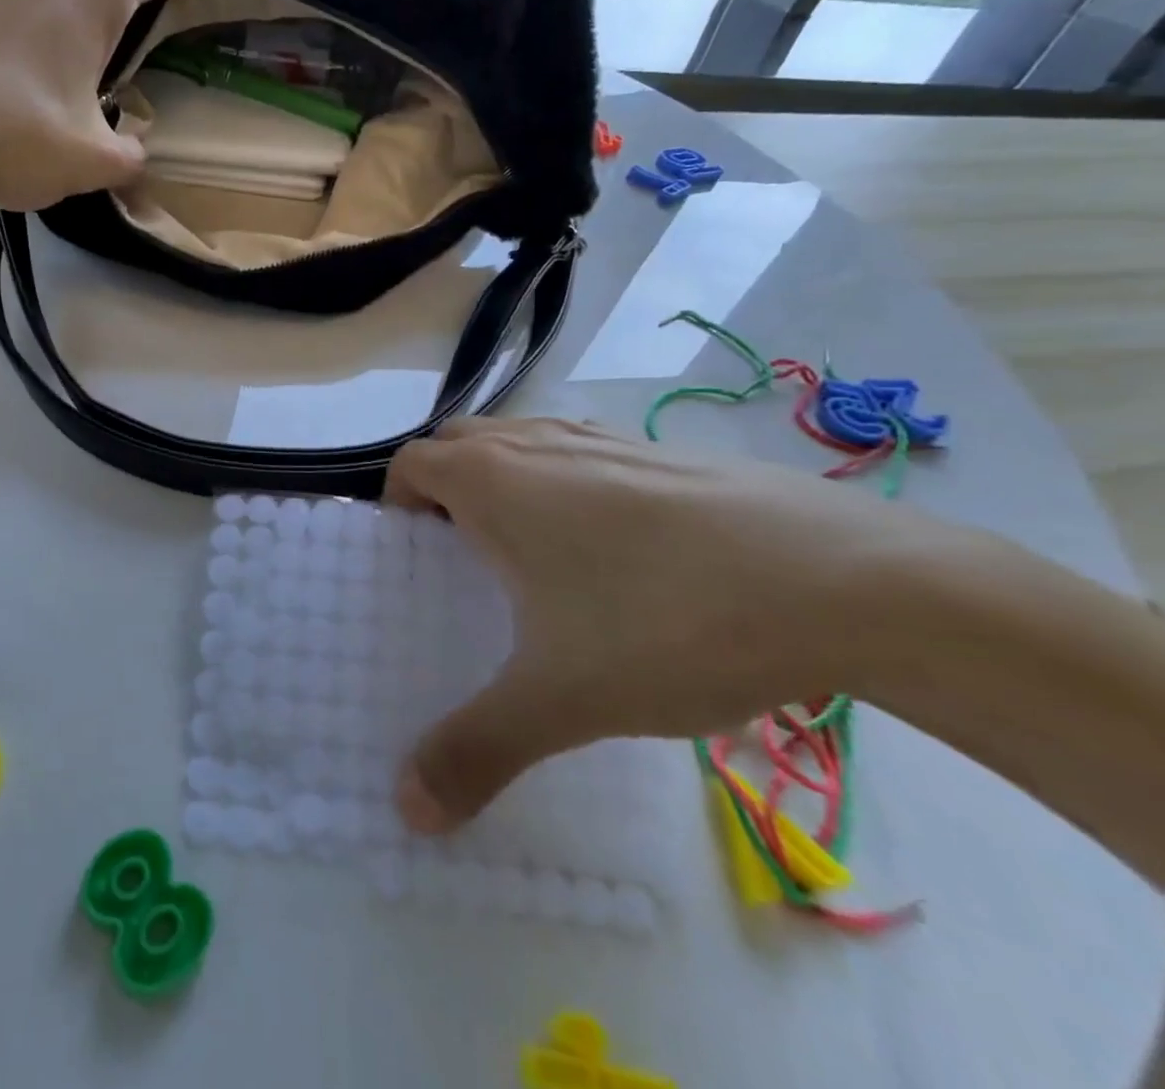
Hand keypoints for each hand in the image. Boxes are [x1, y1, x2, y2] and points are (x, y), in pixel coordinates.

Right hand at [384, 417, 947, 833]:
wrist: (852, 584)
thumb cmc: (668, 623)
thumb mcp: (561, 699)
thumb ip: (475, 750)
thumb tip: (408, 812)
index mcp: (494, 479)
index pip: (412, 462)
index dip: (397, 504)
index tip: (413, 557)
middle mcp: (540, 443)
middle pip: (461, 443)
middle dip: (444, 488)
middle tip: (461, 558)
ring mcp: (608, 439)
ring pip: (525, 443)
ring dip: (507, 481)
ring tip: (533, 557)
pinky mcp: (667, 452)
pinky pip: (586, 454)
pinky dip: (570, 484)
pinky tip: (617, 553)